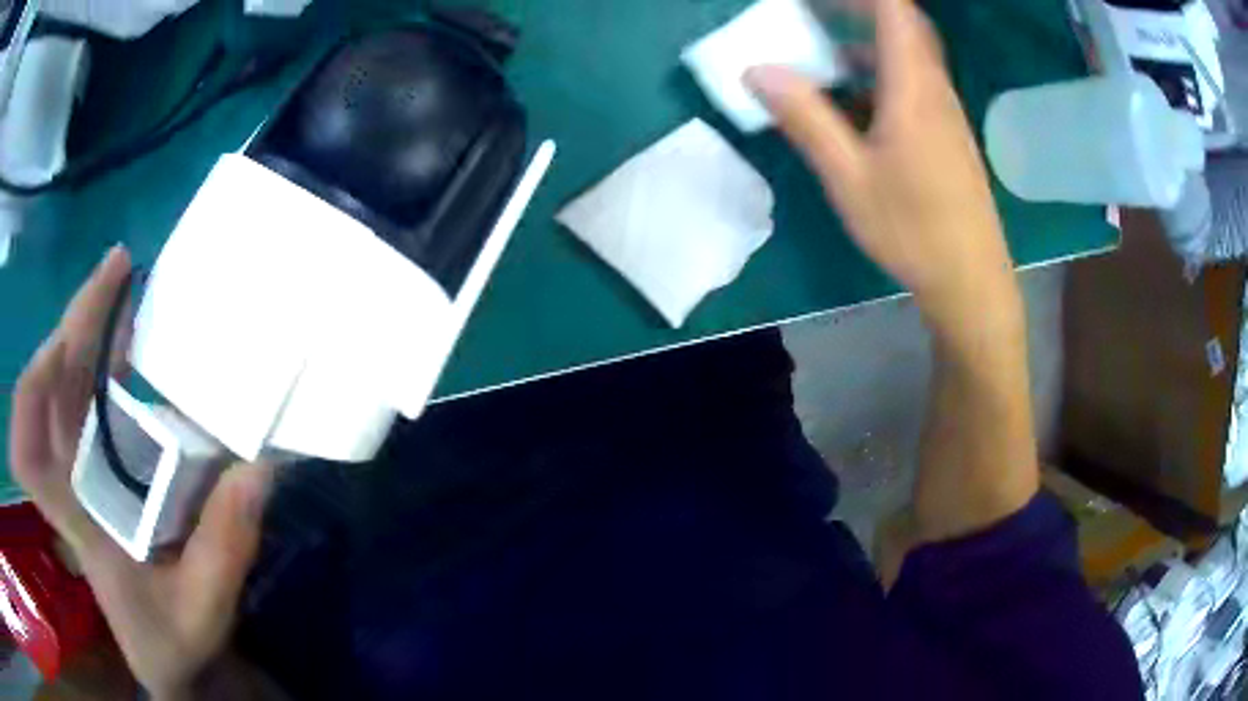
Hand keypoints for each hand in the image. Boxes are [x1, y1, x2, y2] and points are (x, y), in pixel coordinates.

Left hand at [10, 245, 274, 699]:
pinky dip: (101, 356)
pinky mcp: (95, 466)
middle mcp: (68, 482)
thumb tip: (256, 468)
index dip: (32, 393)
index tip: (66, 342)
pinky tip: (131, 342)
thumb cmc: (173, 640)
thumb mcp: (203, 610)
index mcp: (79, 523)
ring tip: (126, 287)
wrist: (165, 651)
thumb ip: (224, 550)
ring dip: (87, 329)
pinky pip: (84, 395)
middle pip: (46, 389)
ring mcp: (79, 470)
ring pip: (63, 382)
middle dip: (73, 325)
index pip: (26, 452)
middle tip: (119, 272)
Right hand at [745, 0, 1019, 337]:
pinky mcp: (947, 133)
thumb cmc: (913, 230)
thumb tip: (757, 71)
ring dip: (868, 41)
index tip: (814, 1)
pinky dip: (881, 73)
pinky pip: (914, 82)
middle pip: (904, 24)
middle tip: (813, 14)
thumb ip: (805, 118)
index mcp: (914, 87)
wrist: (971, 279)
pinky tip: (854, 102)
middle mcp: (935, 88)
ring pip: (909, 54)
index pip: (894, 9)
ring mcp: (945, 111)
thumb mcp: (849, 177)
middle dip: (858, 9)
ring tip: (824, 54)